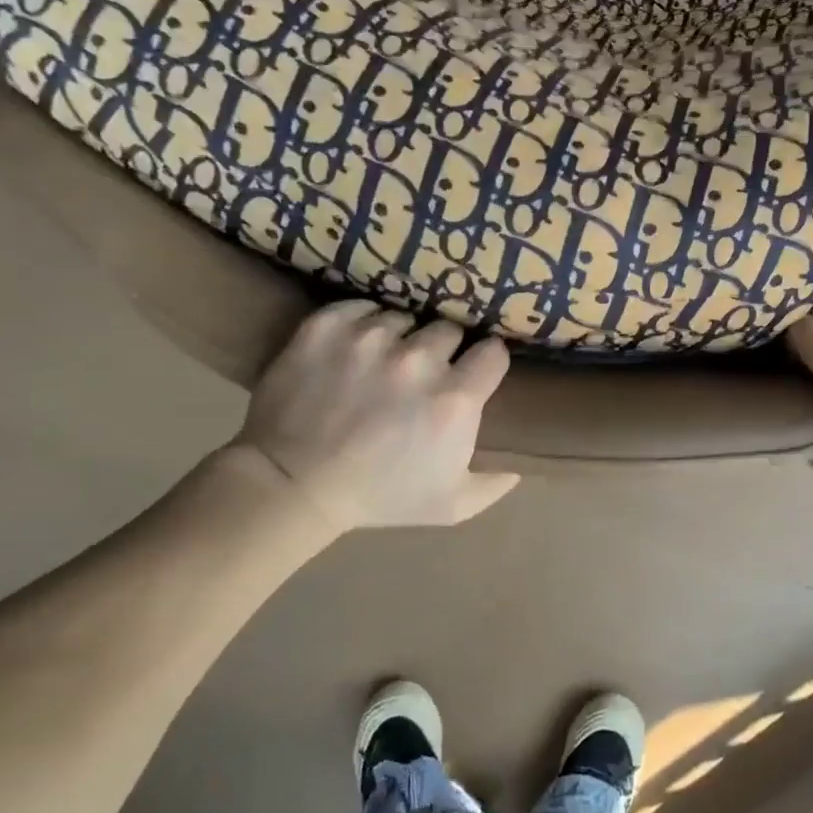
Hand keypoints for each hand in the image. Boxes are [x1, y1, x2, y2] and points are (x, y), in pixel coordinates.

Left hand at [224, 301, 519, 537]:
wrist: (293, 484)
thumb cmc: (378, 497)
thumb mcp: (450, 506)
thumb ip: (493, 485)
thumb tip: (520, 467)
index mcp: (456, 397)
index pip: (493, 352)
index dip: (485, 362)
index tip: (473, 372)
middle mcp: (419, 358)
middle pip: (449, 330)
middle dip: (443, 349)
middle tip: (422, 373)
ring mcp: (370, 337)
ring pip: (403, 317)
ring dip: (399, 337)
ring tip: (381, 362)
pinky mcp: (327, 326)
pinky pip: (359, 306)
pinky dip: (360, 322)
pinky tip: (353, 347)